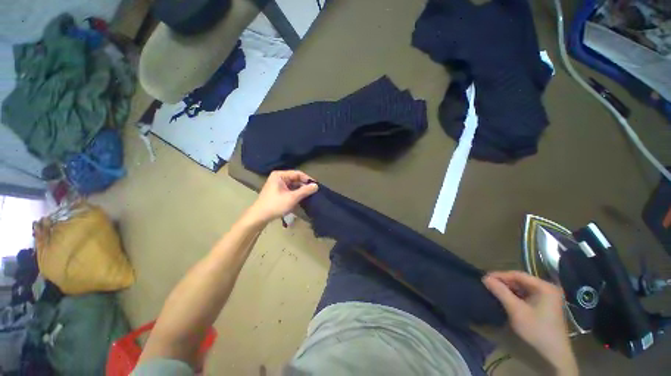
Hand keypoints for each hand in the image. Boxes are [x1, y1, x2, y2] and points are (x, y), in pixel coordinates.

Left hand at [244, 170, 317, 225]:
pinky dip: (296, 193)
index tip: (316, 186)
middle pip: (296, 179)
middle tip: (314, 192)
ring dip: (301, 190)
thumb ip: (305, 191)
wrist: (259, 217)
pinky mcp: (278, 191)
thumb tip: (316, 186)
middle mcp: (279, 177)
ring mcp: (278, 184)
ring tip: (310, 195)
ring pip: (293, 185)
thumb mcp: (292, 198)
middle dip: (304, 185)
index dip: (308, 179)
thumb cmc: (275, 205)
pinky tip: (302, 198)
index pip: (298, 173)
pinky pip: (290, 189)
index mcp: (280, 175)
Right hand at [483, 271, 577, 374]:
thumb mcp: (516, 310)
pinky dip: (515, 296)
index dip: (500, 275)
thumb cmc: (536, 329)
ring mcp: (547, 297)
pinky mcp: (545, 305)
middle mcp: (547, 288)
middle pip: (521, 280)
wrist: (554, 353)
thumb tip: (485, 278)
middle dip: (503, 282)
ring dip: (508, 289)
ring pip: (523, 288)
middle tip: (488, 285)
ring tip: (494, 291)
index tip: (485, 278)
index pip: (517, 275)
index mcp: (544, 287)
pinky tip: (505, 299)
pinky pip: (526, 295)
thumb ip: (501, 292)